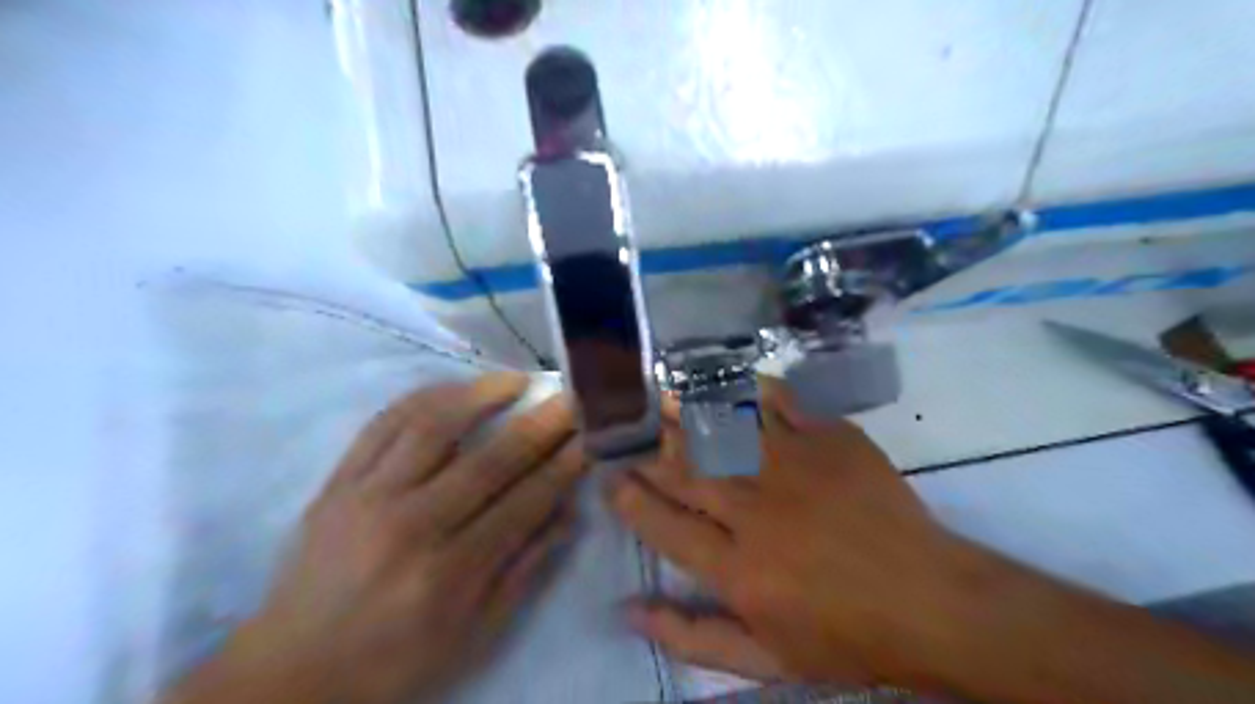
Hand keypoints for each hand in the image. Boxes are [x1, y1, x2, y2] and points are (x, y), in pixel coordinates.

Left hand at [166, 378, 589, 703]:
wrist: (290, 674)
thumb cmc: (393, 663)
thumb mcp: (474, 636)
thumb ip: (525, 570)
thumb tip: (568, 513)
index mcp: (450, 573)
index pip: (524, 502)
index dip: (563, 465)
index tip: (591, 436)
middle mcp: (410, 525)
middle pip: (490, 459)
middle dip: (541, 423)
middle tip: (570, 397)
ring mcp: (367, 496)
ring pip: (433, 425)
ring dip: (482, 394)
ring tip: (516, 380)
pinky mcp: (337, 482)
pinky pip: (383, 423)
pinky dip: (424, 397)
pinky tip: (455, 389)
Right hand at [611, 376, 990, 688]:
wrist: (931, 601)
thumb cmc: (845, 637)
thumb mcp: (765, 659)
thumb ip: (691, 637)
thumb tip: (627, 612)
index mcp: (736, 567)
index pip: (663, 524)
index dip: (630, 500)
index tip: (611, 479)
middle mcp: (754, 509)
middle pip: (685, 470)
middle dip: (649, 451)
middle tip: (629, 434)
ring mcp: (793, 466)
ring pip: (722, 429)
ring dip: (684, 412)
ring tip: (658, 399)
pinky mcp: (829, 439)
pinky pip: (779, 403)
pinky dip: (749, 390)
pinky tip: (728, 385)